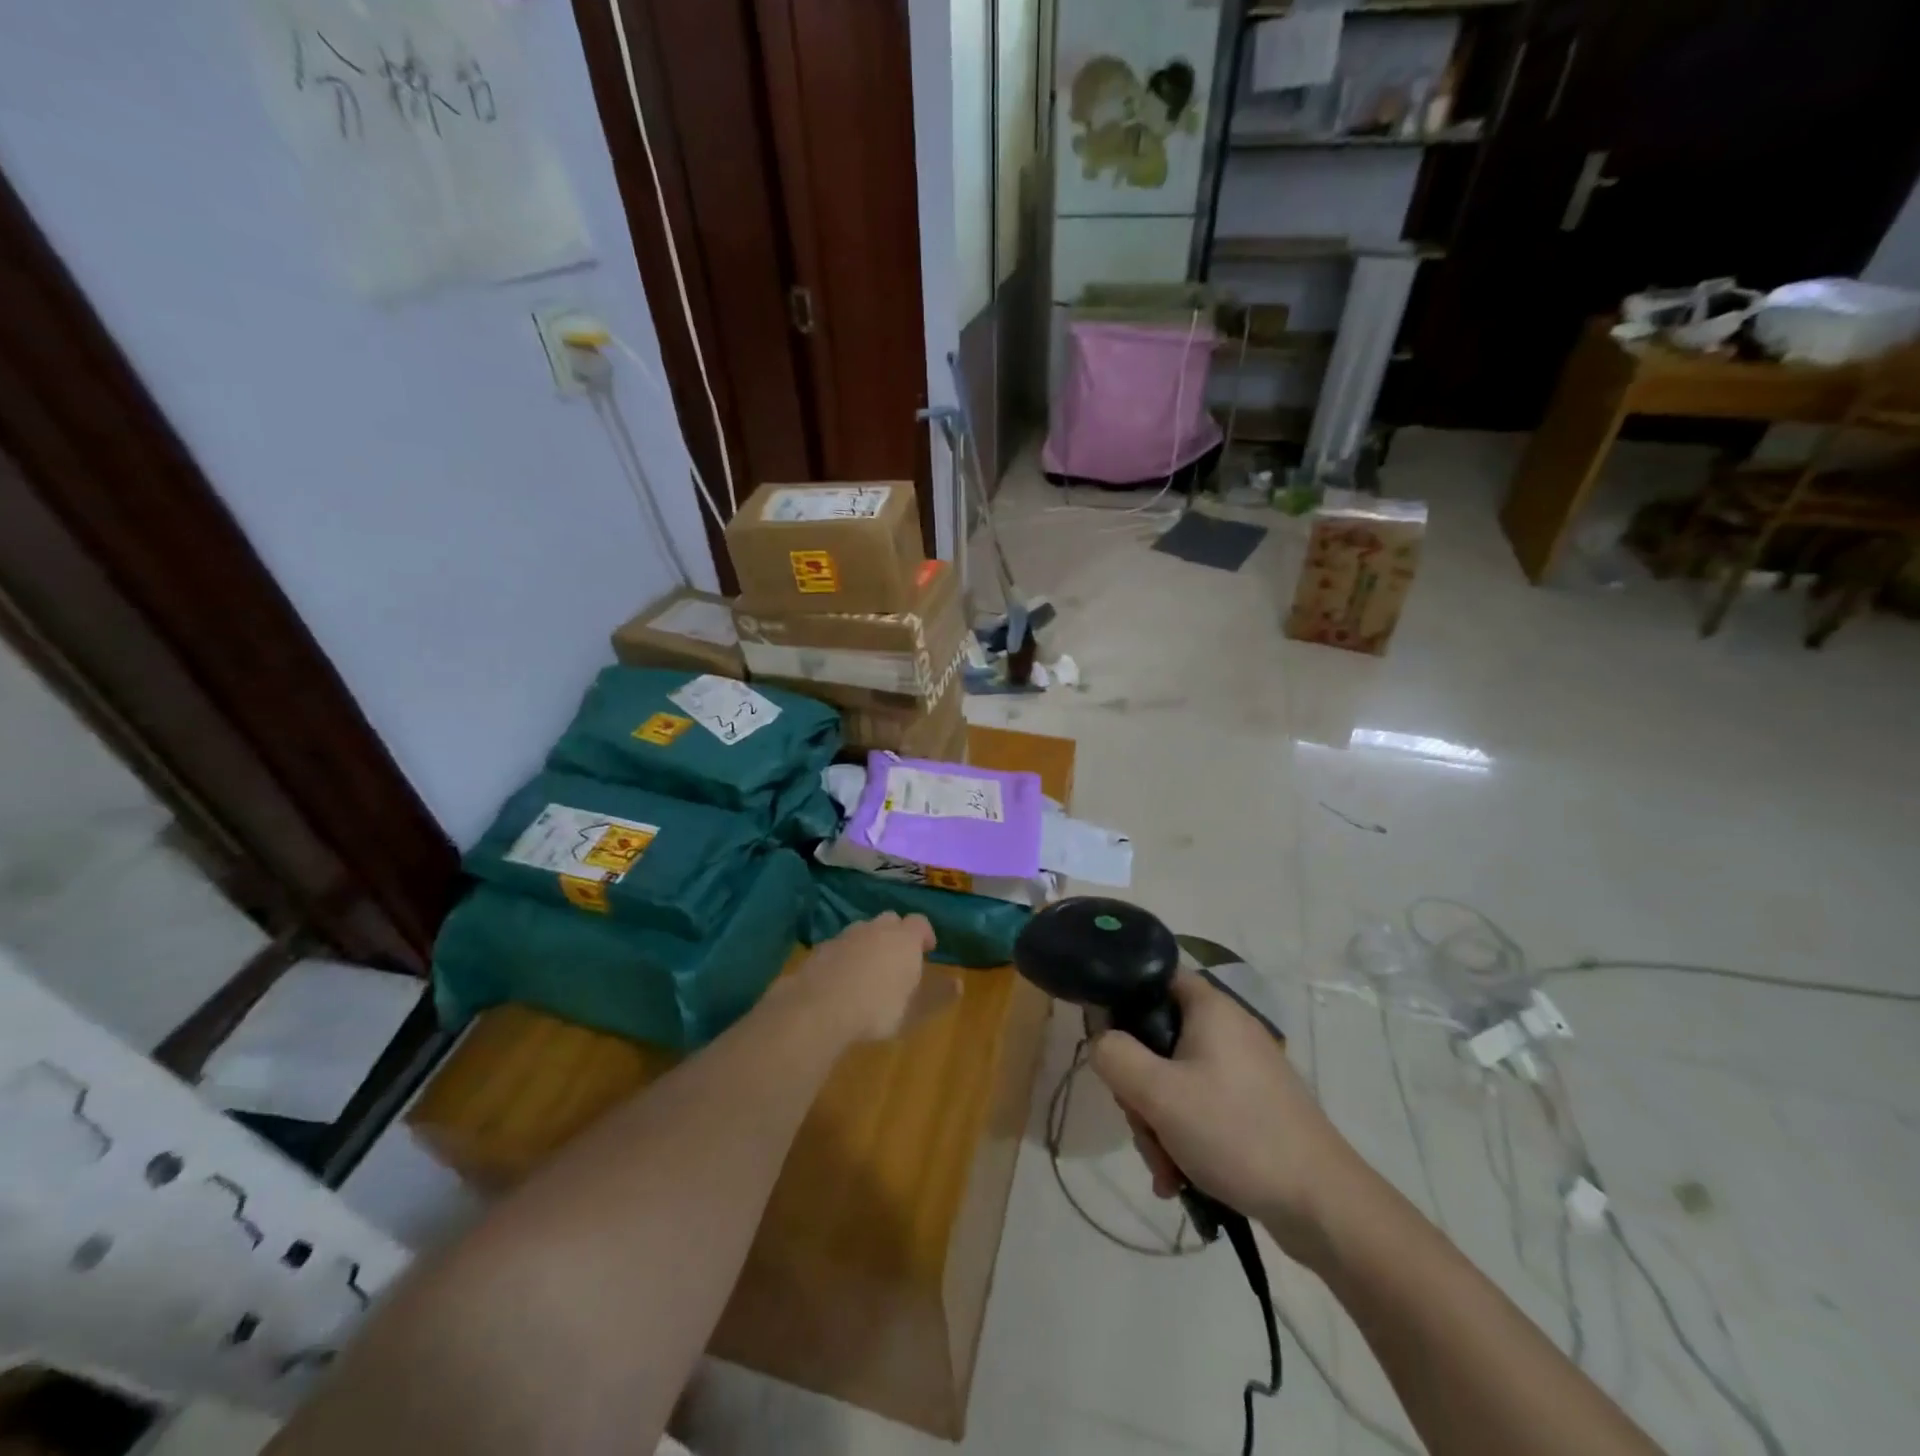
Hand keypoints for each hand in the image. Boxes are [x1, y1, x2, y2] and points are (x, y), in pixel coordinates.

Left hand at [789, 912, 936, 1043]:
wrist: (817, 1008)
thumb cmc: (876, 1009)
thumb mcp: (914, 1011)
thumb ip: (938, 996)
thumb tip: (959, 983)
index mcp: (903, 938)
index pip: (920, 922)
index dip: (925, 934)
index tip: (927, 950)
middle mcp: (875, 929)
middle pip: (890, 920)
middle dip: (897, 934)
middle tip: (898, 958)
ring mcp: (845, 936)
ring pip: (862, 931)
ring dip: (869, 943)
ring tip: (869, 970)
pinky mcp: (820, 949)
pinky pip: (839, 946)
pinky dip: (845, 956)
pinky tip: (842, 979)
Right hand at [1090, 970, 1367, 1264]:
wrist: (1322, 1205)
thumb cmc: (1236, 1133)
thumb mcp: (1159, 1094)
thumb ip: (1115, 1057)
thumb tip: (1101, 1041)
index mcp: (1210, 1008)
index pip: (1154, 976)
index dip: (1122, 1000)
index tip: (1108, 1042)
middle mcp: (1227, 1029)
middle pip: (1157, 1038)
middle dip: (1139, 1088)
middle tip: (1142, 1123)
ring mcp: (1242, 1070)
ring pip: (1174, 1080)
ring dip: (1158, 1123)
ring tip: (1165, 1168)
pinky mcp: (1252, 1106)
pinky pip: (1199, 1108)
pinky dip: (1183, 1137)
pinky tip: (1179, 1178)